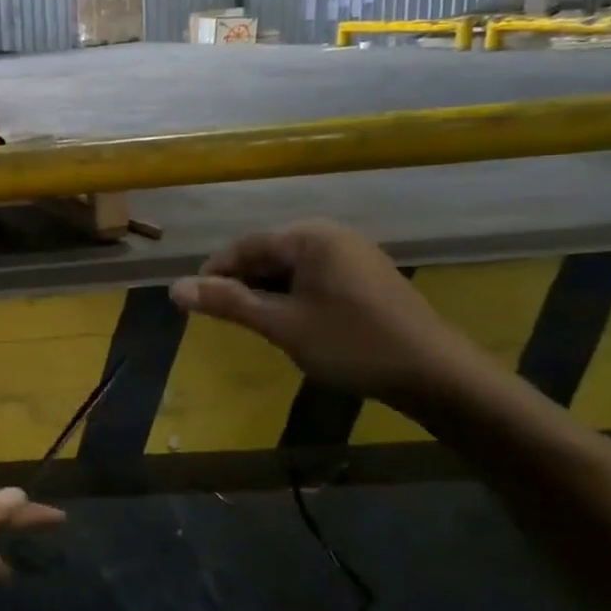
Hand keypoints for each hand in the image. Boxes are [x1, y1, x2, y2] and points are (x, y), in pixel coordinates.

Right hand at [169, 220, 486, 407]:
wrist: (436, 374)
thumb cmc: (351, 344)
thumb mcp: (281, 325)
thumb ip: (228, 302)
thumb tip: (174, 288)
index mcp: (309, 237)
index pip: (244, 245)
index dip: (214, 273)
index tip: (192, 303)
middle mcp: (332, 235)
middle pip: (268, 253)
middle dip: (242, 283)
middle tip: (223, 318)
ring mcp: (354, 255)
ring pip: (291, 268)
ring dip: (267, 292)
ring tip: (255, 324)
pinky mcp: (367, 277)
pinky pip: (314, 277)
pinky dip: (293, 296)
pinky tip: (292, 323)